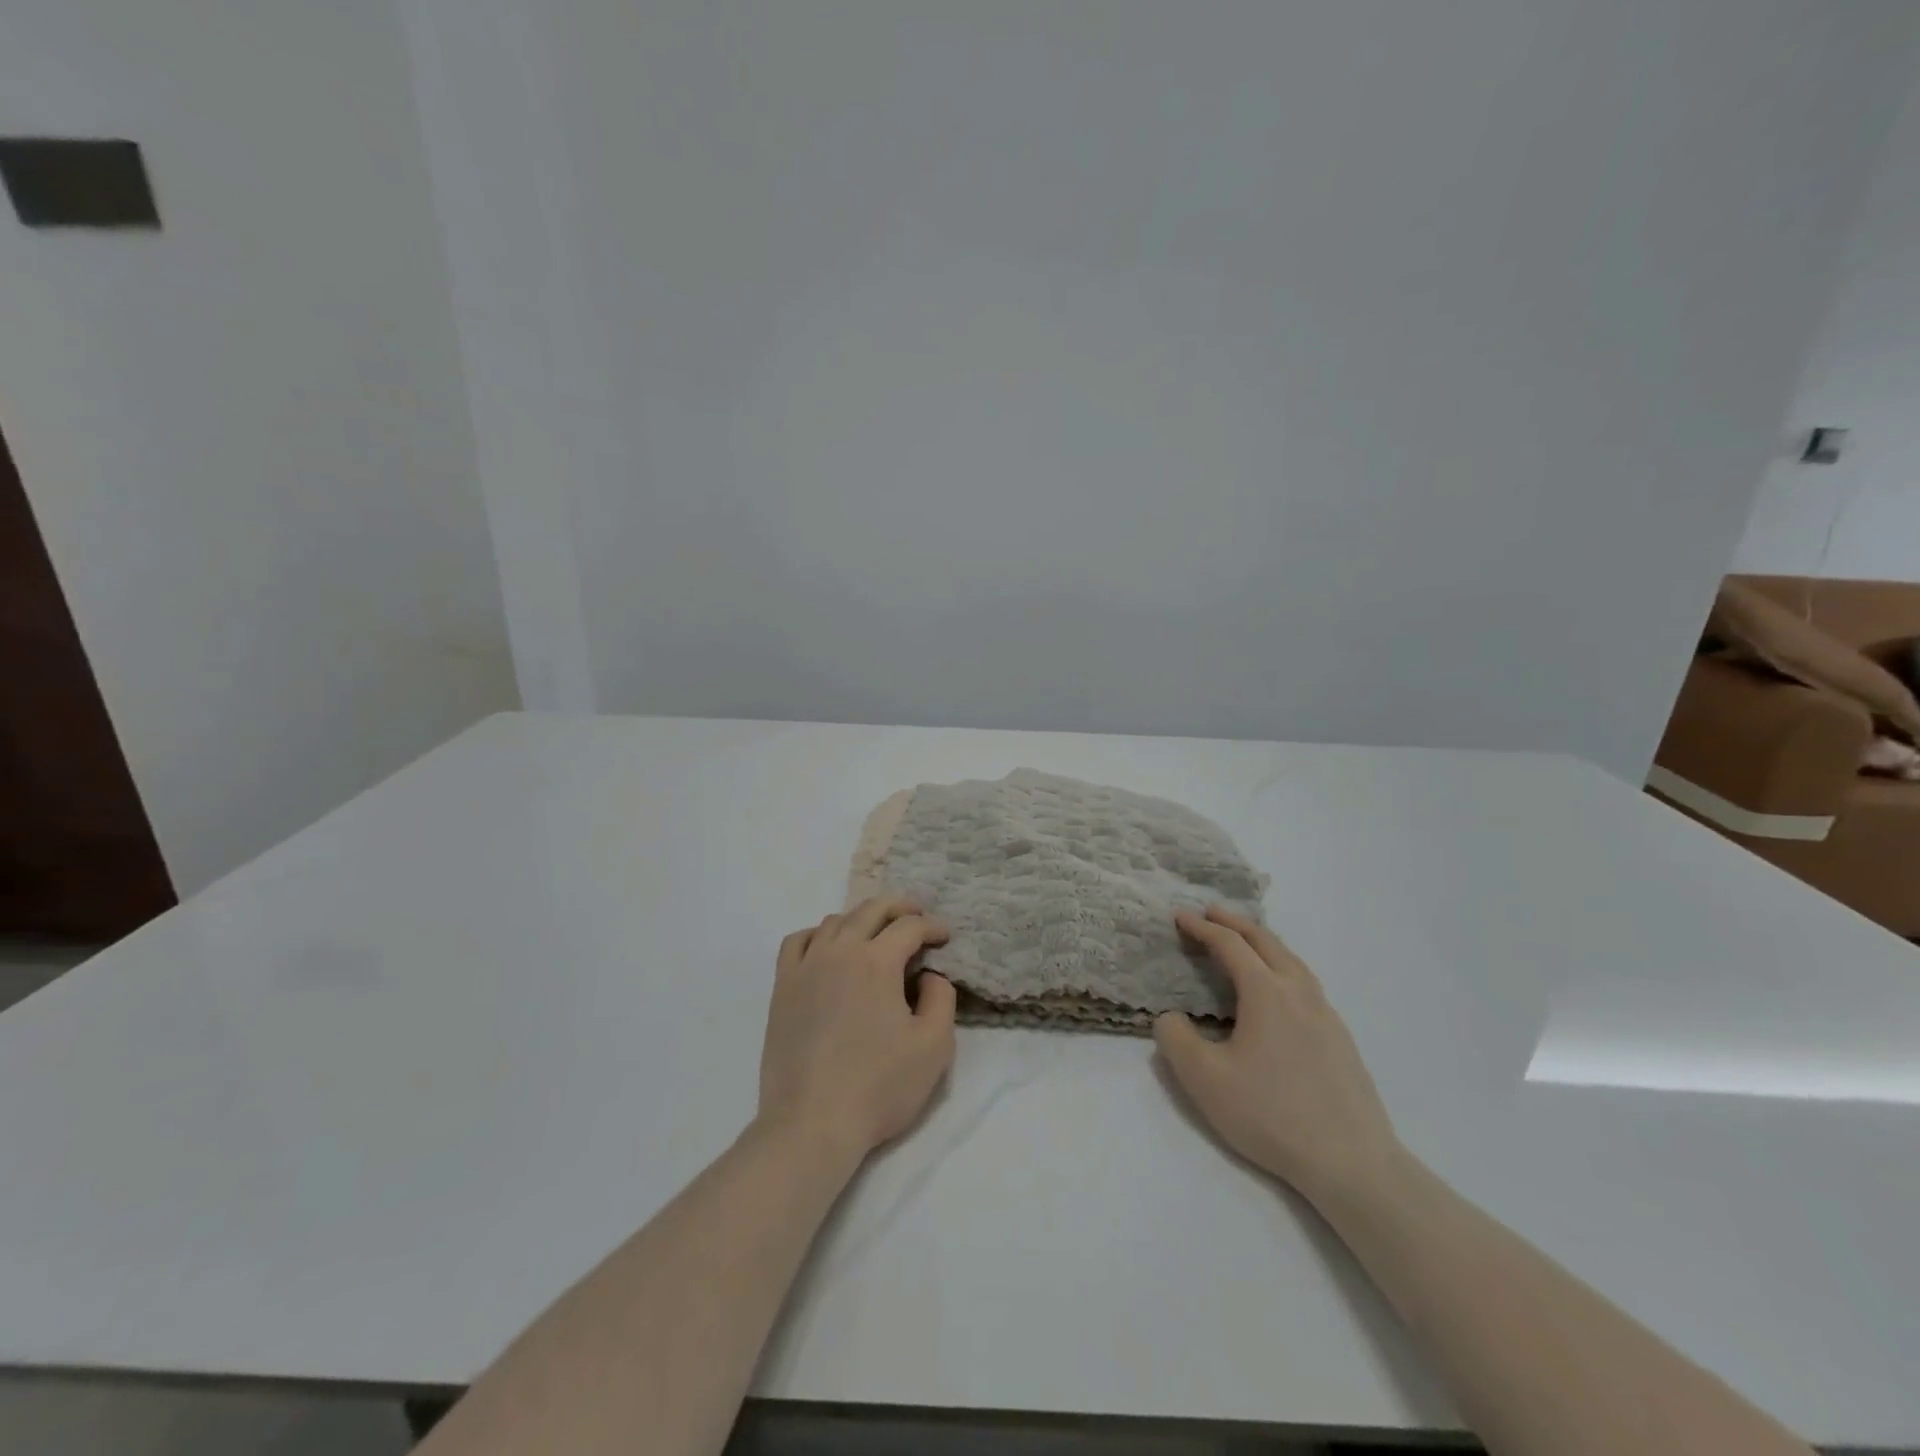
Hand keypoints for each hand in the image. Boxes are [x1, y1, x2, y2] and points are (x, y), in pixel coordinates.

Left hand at [758, 895, 957, 1161]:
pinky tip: (828, 948)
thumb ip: (942, 999)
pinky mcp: (782, 987)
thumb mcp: (934, 1047)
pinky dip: (818, 934)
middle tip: (917, 917)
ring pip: (835, 921)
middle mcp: (839, 951)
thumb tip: (929, 975)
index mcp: (877, 961)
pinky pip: (797, 941)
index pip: (909, 926)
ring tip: (876, 934)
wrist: (811, 1124)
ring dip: (862, 919)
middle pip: (871, 910)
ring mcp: (805, 966)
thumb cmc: (879, 1087)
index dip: (932, 926)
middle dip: (900, 907)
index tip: (944, 937)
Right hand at [1154, 906, 1399, 1208]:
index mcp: (1266, 992)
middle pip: (1266, 942)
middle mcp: (1299, 992)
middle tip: (1211, 913)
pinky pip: (1306, 983)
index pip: (1229, 945)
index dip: (1202, 928)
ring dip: (1263, 942)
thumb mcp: (1204, 1079)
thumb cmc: (1271, 1114)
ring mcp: (1326, 1014)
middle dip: (1235, 923)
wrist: (1352, 1163)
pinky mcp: (1341, 1039)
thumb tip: (1170, 1017)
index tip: (1180, 917)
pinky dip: (1283, 967)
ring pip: (1292, 961)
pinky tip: (1278, 991)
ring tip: (1245, 942)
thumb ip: (1175, 1038)